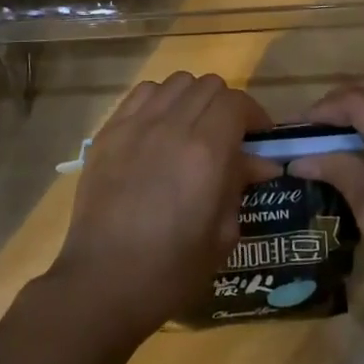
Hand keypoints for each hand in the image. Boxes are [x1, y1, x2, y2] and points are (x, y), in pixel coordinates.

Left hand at [48, 72, 279, 340]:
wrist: (104, 281)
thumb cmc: (172, 269)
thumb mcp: (222, 234)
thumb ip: (240, 186)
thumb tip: (259, 163)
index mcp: (206, 152)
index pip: (237, 103)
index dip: (254, 115)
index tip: (258, 138)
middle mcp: (172, 125)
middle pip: (208, 85)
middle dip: (226, 106)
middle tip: (228, 135)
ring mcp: (136, 124)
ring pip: (176, 82)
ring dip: (192, 99)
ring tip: (191, 127)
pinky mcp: (109, 130)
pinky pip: (141, 93)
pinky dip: (159, 100)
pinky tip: (158, 128)